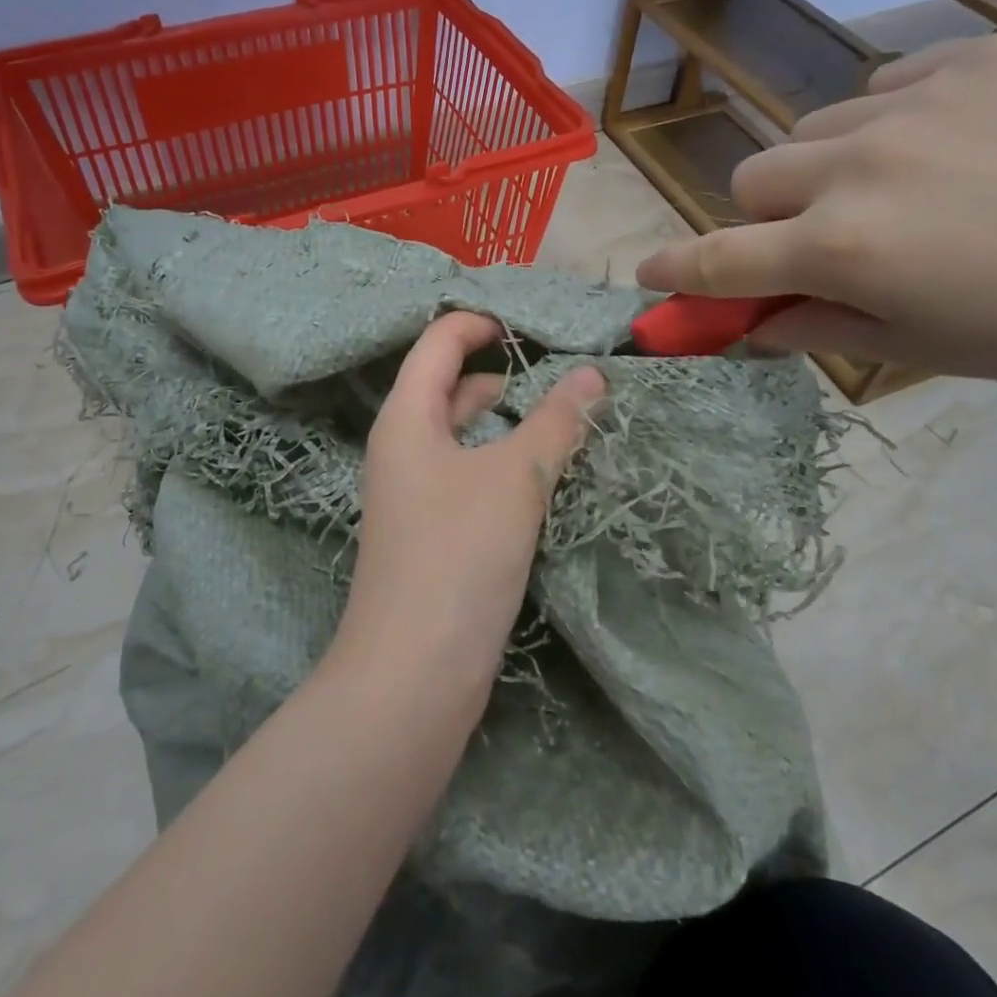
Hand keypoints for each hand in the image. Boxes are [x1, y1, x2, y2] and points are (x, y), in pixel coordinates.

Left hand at [329, 311, 605, 705]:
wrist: (413, 673)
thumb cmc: (458, 555)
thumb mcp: (516, 479)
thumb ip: (556, 422)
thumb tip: (594, 374)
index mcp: (406, 418)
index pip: (437, 343)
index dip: (480, 323)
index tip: (534, 327)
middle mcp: (402, 448)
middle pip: (446, 385)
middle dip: (497, 370)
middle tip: (557, 370)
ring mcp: (413, 493)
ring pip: (460, 435)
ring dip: (503, 420)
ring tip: (558, 418)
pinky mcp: (431, 533)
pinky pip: (466, 475)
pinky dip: (500, 462)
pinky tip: (539, 476)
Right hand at [636, 33, 996, 387]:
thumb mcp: (929, 349)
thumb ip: (820, 329)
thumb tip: (754, 323)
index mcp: (845, 250)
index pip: (721, 260)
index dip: (675, 271)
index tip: (646, 276)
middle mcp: (858, 167)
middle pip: (751, 180)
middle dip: (766, 218)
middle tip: (822, 242)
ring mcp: (914, 101)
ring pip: (811, 131)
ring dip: (823, 170)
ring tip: (899, 190)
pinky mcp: (974, 55)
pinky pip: (882, 87)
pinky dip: (885, 124)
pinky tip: (951, 145)